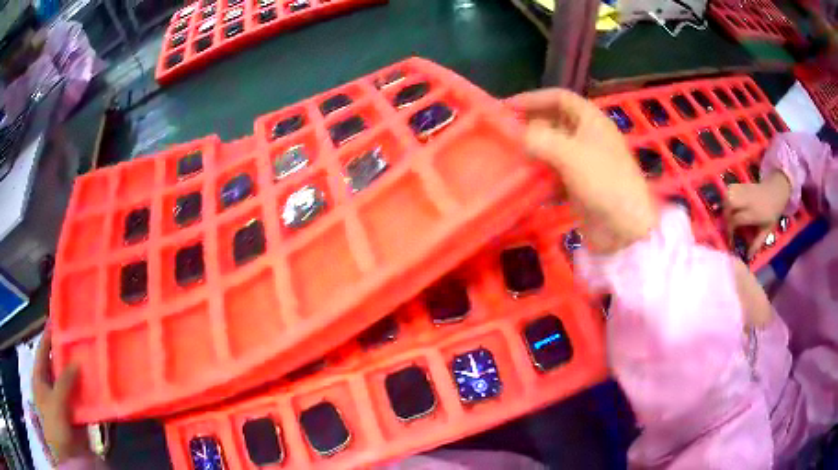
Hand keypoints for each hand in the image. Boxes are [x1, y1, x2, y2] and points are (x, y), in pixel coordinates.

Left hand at [32, 330, 91, 463]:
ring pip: (66, 384)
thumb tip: (77, 361)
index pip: (42, 350)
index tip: (58, 322)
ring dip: (76, 378)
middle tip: (78, 346)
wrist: (61, 451)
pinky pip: (75, 401)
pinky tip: (92, 394)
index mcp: (39, 376)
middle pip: (55, 366)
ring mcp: (57, 400)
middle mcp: (47, 384)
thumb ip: (65, 381)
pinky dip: (82, 397)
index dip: (48, 336)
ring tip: (89, 368)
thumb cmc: (53, 422)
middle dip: (65, 358)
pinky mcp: (68, 415)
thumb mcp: (57, 401)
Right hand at [508, 89, 656, 253]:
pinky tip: (525, 180)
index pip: (560, 98)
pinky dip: (541, 173)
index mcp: (591, 120)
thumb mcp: (570, 154)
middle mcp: (589, 136)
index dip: (533, 98)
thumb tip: (519, 135)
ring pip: (554, 147)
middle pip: (555, 121)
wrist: (625, 227)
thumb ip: (540, 139)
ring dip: (534, 149)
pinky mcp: (581, 184)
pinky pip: (556, 171)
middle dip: (530, 124)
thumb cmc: (604, 182)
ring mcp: (585, 161)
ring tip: (509, 155)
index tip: (507, 107)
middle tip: (504, 133)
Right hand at [725, 171, 790, 257]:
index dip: (730, 230)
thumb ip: (757, 243)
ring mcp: (744, 190)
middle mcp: (747, 200)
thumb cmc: (772, 212)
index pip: (736, 219)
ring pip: (728, 195)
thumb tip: (748, 256)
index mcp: (753, 213)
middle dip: (725, 216)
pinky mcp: (742, 185)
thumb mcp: (767, 230)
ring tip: (727, 215)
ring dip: (724, 206)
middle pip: (729, 204)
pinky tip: (729, 204)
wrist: (776, 192)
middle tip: (727, 226)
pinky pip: (730, 189)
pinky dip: (726, 197)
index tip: (731, 240)